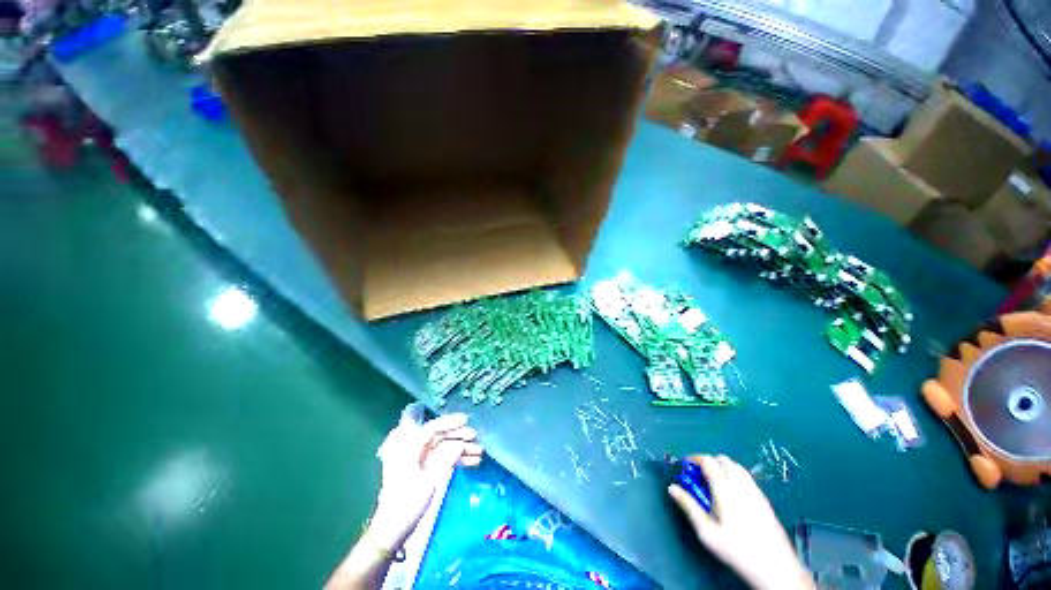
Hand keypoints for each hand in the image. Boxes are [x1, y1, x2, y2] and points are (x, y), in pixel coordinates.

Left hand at [367, 407, 482, 551]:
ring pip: (444, 447)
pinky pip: (443, 458)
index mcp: (410, 449)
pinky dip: (456, 459)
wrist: (391, 531)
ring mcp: (420, 461)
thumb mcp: (428, 482)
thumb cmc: (406, 505)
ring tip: (479, 452)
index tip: (466, 420)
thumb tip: (460, 444)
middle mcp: (415, 451)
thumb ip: (445, 460)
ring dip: (461, 448)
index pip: (432, 428)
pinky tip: (472, 461)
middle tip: (475, 437)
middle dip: (458, 436)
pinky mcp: (425, 471)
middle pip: (439, 436)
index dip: (450, 422)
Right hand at [668, 455, 813, 589]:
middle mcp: (741, 484)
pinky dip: (735, 477)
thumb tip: (672, 487)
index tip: (685, 466)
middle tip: (700, 478)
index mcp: (725, 488)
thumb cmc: (736, 550)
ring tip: (715, 486)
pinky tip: (733, 497)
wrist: (776, 567)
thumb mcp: (707, 532)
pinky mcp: (765, 500)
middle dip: (709, 462)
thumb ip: (689, 506)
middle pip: (723, 460)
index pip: (708, 461)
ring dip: (723, 468)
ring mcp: (756, 491)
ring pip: (737, 467)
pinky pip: (747, 478)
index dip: (694, 458)